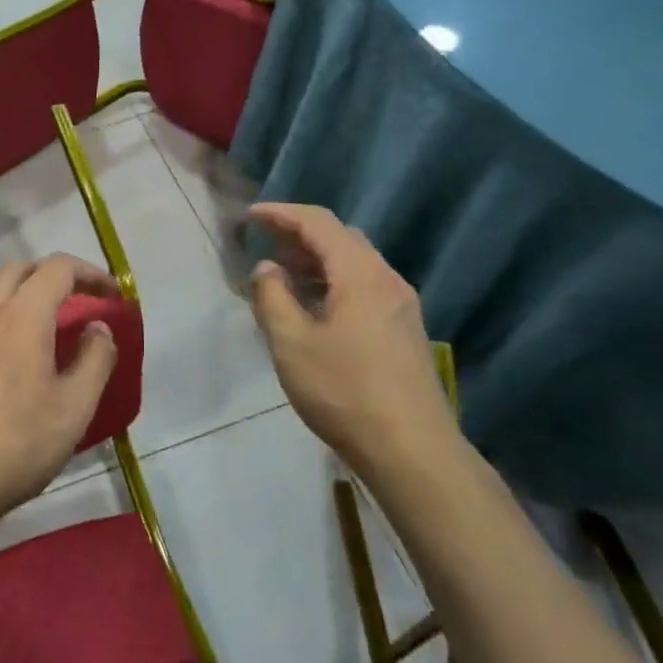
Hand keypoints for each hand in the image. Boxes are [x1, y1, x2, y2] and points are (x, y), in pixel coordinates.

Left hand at [0, 255, 121, 531]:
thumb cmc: (17, 446)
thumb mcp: (74, 408)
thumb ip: (95, 359)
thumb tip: (98, 327)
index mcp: (21, 316)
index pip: (58, 269)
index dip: (90, 273)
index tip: (112, 295)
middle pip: (20, 269)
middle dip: (54, 275)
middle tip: (80, 299)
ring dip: (21, 289)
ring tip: (43, 318)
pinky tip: (7, 345)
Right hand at [247, 203, 459, 476]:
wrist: (411, 449)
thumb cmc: (344, 391)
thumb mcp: (292, 344)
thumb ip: (272, 298)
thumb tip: (267, 268)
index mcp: (361, 275)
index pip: (319, 223)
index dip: (282, 214)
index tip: (251, 216)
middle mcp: (387, 280)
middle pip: (341, 239)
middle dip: (299, 234)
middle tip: (263, 242)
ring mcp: (401, 306)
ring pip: (354, 265)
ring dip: (316, 261)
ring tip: (281, 274)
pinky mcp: (403, 330)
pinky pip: (364, 288)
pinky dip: (333, 283)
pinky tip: (313, 307)